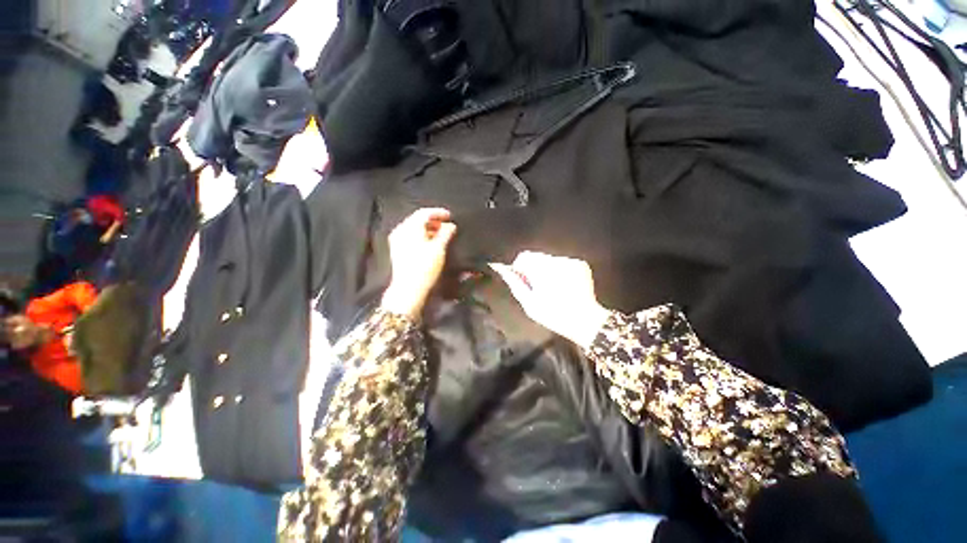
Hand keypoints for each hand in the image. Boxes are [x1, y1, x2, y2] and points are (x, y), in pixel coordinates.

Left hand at [381, 208, 456, 317]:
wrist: (409, 288)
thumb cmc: (425, 267)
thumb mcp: (439, 248)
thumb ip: (446, 233)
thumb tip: (451, 225)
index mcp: (410, 227)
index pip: (424, 213)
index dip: (438, 212)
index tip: (450, 216)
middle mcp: (401, 231)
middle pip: (418, 220)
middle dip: (434, 221)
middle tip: (447, 225)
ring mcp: (397, 241)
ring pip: (414, 228)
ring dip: (428, 229)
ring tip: (442, 234)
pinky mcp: (398, 250)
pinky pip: (410, 237)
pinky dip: (422, 236)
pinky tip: (431, 243)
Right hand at [490, 251, 610, 349]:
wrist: (585, 321)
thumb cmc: (553, 315)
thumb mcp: (529, 303)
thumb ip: (515, 284)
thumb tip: (503, 270)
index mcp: (541, 270)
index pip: (523, 257)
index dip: (520, 268)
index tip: (523, 281)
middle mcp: (556, 260)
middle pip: (537, 257)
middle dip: (534, 269)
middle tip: (538, 287)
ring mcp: (570, 261)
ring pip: (550, 260)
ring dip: (547, 269)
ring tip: (552, 288)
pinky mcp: (581, 264)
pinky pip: (563, 262)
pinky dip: (560, 271)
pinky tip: (564, 285)